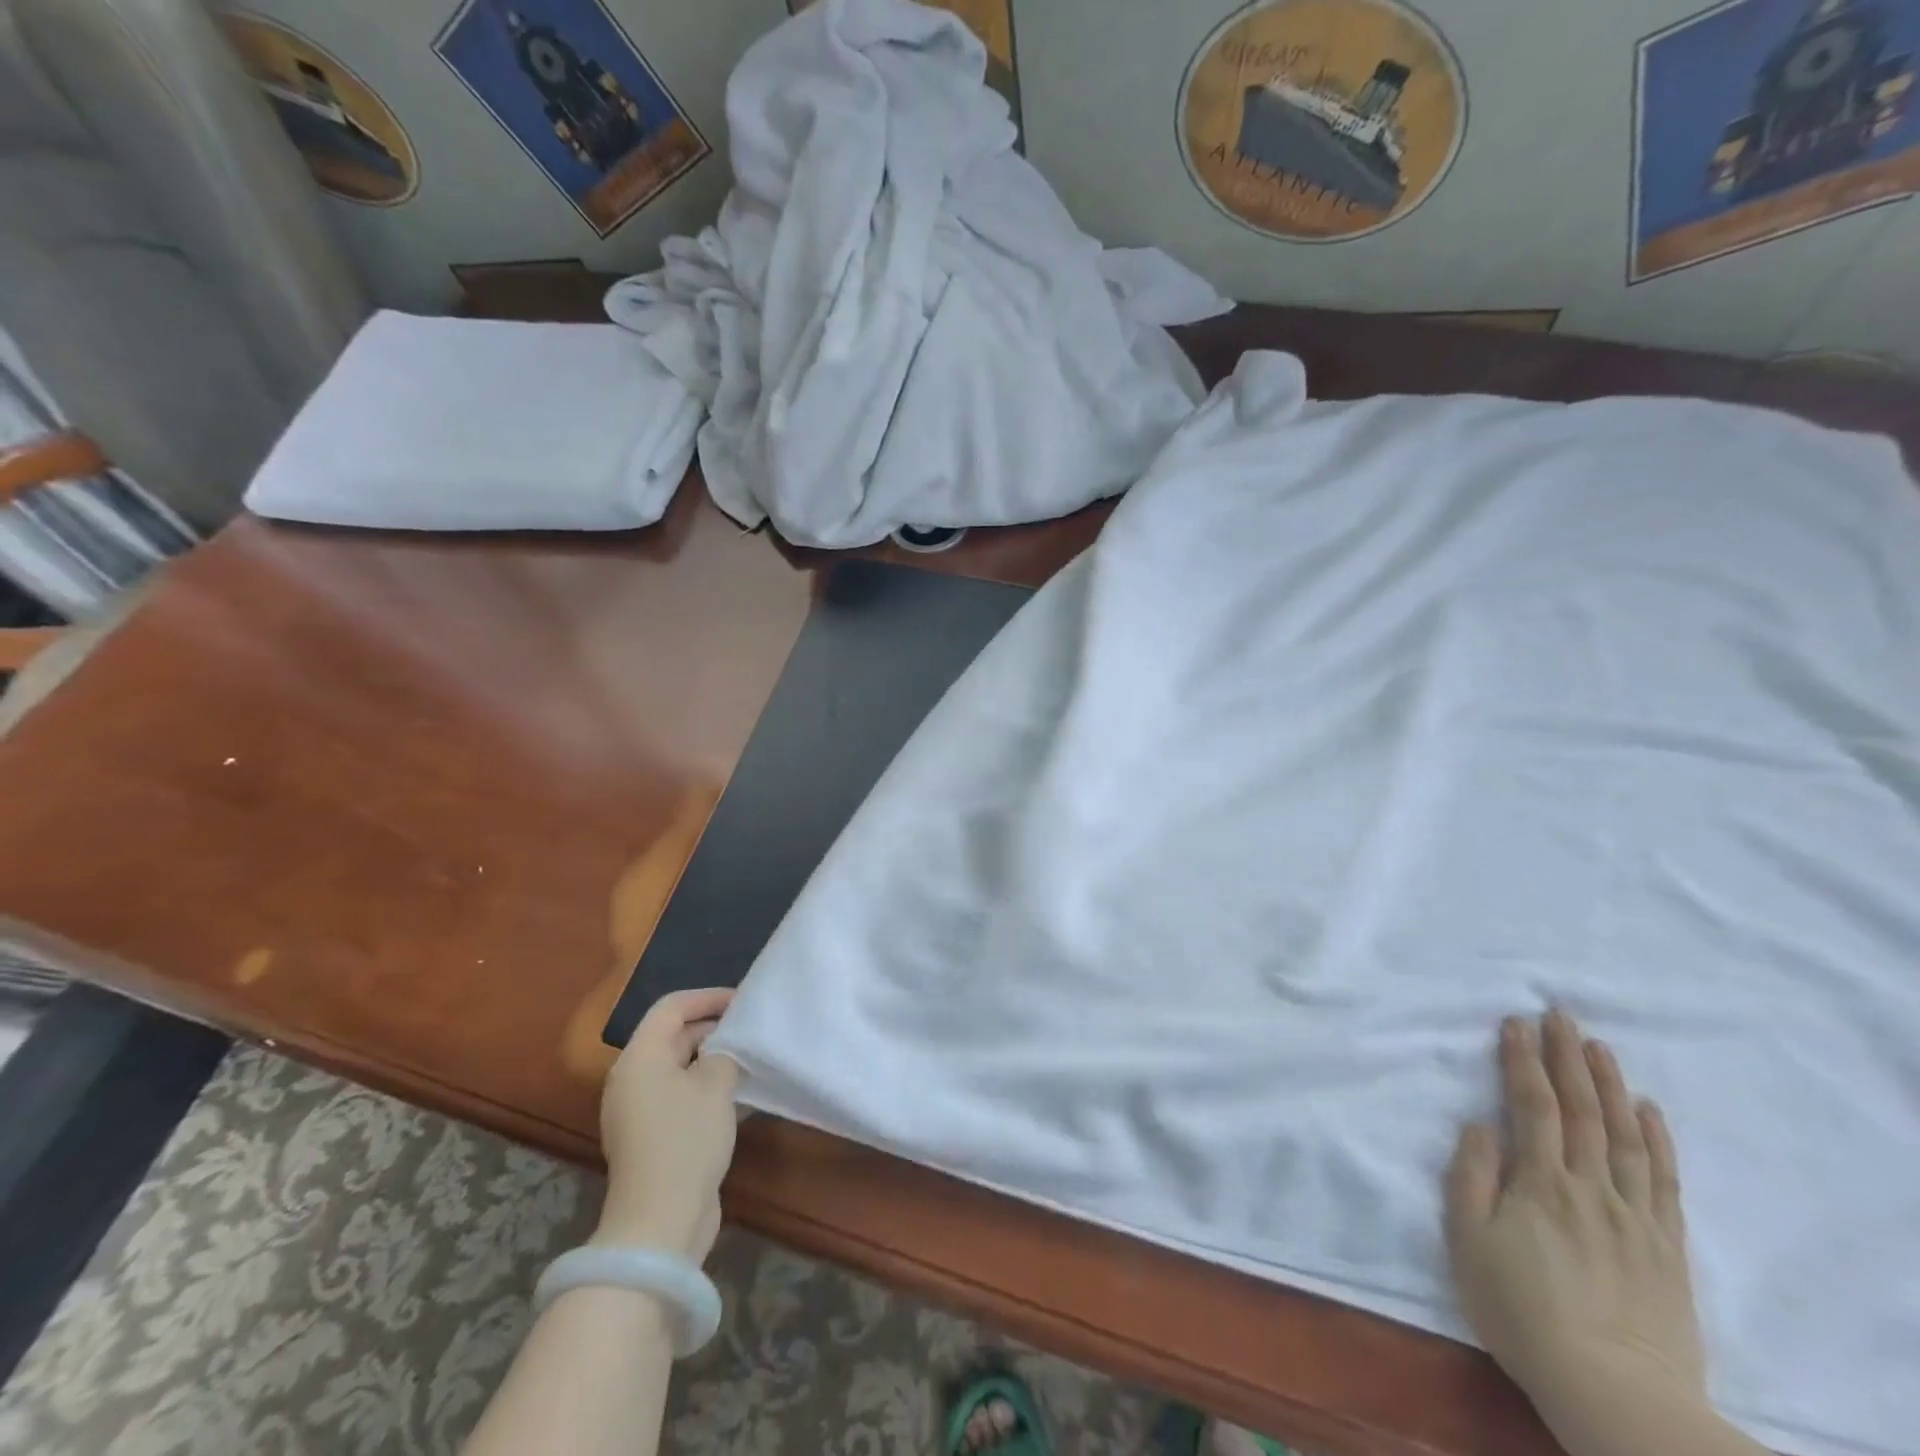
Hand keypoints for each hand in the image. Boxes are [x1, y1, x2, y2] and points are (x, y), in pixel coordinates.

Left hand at [593, 987, 739, 1262]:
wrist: (660, 1221)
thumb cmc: (686, 1139)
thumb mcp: (715, 1084)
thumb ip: (724, 1053)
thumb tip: (724, 1049)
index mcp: (640, 1057)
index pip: (671, 1007)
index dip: (708, 997)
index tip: (743, 1000)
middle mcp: (633, 1079)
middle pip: (673, 1036)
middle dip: (713, 1028)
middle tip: (752, 1028)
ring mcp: (640, 1111)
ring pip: (680, 1069)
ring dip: (713, 1060)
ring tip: (752, 1058)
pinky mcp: (652, 1138)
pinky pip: (681, 1097)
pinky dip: (707, 1088)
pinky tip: (741, 1095)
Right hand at [1445, 1011, 1706, 1425]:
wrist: (1613, 1392)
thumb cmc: (1521, 1310)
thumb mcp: (1469, 1242)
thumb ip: (1470, 1177)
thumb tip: (1480, 1125)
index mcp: (1540, 1183)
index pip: (1532, 1106)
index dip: (1522, 1061)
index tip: (1515, 1023)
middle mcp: (1590, 1187)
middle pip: (1581, 1110)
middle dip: (1567, 1057)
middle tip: (1560, 1014)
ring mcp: (1633, 1215)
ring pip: (1623, 1136)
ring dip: (1610, 1085)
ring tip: (1599, 1046)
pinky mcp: (1664, 1245)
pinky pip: (1662, 1181)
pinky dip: (1656, 1140)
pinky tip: (1649, 1111)